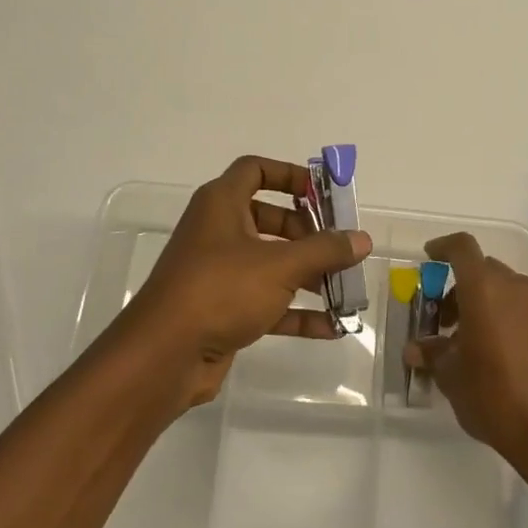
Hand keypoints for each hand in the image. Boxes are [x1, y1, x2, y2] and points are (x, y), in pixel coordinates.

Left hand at [119, 155, 371, 409]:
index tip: (323, 194)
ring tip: (345, 290)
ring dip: (308, 275)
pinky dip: (296, 311)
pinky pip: (267, 301)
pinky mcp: (223, 310)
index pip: (256, 170)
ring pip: (271, 263)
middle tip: (340, 247)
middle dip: (309, 233)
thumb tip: (362, 239)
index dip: (290, 175)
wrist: (165, 356)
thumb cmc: (221, 290)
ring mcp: (219, 272)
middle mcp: (218, 231)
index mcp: (222, 204)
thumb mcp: (280, 265)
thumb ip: (325, 250)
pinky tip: (332, 327)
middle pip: (271, 219)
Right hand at [404, 232, 527, 464]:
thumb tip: (415, 349)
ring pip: (506, 287)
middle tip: (445, 318)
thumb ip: (432, 354)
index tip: (429, 257)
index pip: (462, 248)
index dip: (443, 247)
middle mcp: (515, 286)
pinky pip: (525, 306)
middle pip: (483, 269)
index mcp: (484, 288)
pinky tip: (500, 349)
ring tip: (471, 337)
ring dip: (485, 300)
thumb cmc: (493, 396)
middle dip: (461, 285)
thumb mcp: (451, 376)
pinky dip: (507, 314)